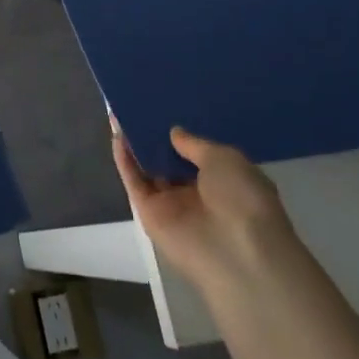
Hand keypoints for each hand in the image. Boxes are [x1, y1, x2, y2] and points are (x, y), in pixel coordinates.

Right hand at [111, 118, 302, 302]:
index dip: (182, 136)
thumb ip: (195, 144)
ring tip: (120, 113)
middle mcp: (196, 194)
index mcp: (223, 182)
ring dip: (136, 145)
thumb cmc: (242, 199)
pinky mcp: (148, 214)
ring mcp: (171, 204)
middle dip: (156, 138)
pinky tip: (116, 134)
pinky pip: (134, 182)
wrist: (234, 252)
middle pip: (169, 162)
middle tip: (139, 107)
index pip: (197, 156)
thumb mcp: (225, 159)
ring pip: (148, 169)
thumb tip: (175, 133)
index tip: (167, 110)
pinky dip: (124, 160)